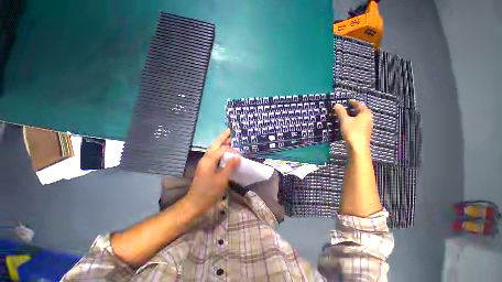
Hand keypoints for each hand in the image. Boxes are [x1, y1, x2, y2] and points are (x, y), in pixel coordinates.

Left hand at [182, 129, 240, 215]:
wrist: (195, 203)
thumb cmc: (209, 191)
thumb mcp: (222, 179)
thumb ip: (230, 166)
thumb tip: (238, 156)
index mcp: (209, 160)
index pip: (222, 149)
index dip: (232, 150)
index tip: (240, 156)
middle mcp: (206, 158)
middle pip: (215, 144)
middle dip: (223, 137)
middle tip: (230, 130)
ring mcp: (205, 162)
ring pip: (213, 148)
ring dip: (221, 142)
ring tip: (228, 137)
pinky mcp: (206, 166)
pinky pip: (213, 154)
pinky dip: (219, 150)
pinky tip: (224, 151)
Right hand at [333, 100, 372, 152]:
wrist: (358, 147)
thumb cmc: (352, 131)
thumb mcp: (344, 120)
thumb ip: (341, 112)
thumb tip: (337, 104)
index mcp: (365, 113)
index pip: (360, 104)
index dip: (353, 102)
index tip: (348, 101)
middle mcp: (368, 118)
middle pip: (361, 111)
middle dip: (353, 109)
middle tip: (345, 108)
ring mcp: (367, 126)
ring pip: (360, 118)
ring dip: (353, 116)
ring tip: (345, 116)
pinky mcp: (364, 132)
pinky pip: (359, 123)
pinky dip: (354, 121)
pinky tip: (348, 124)